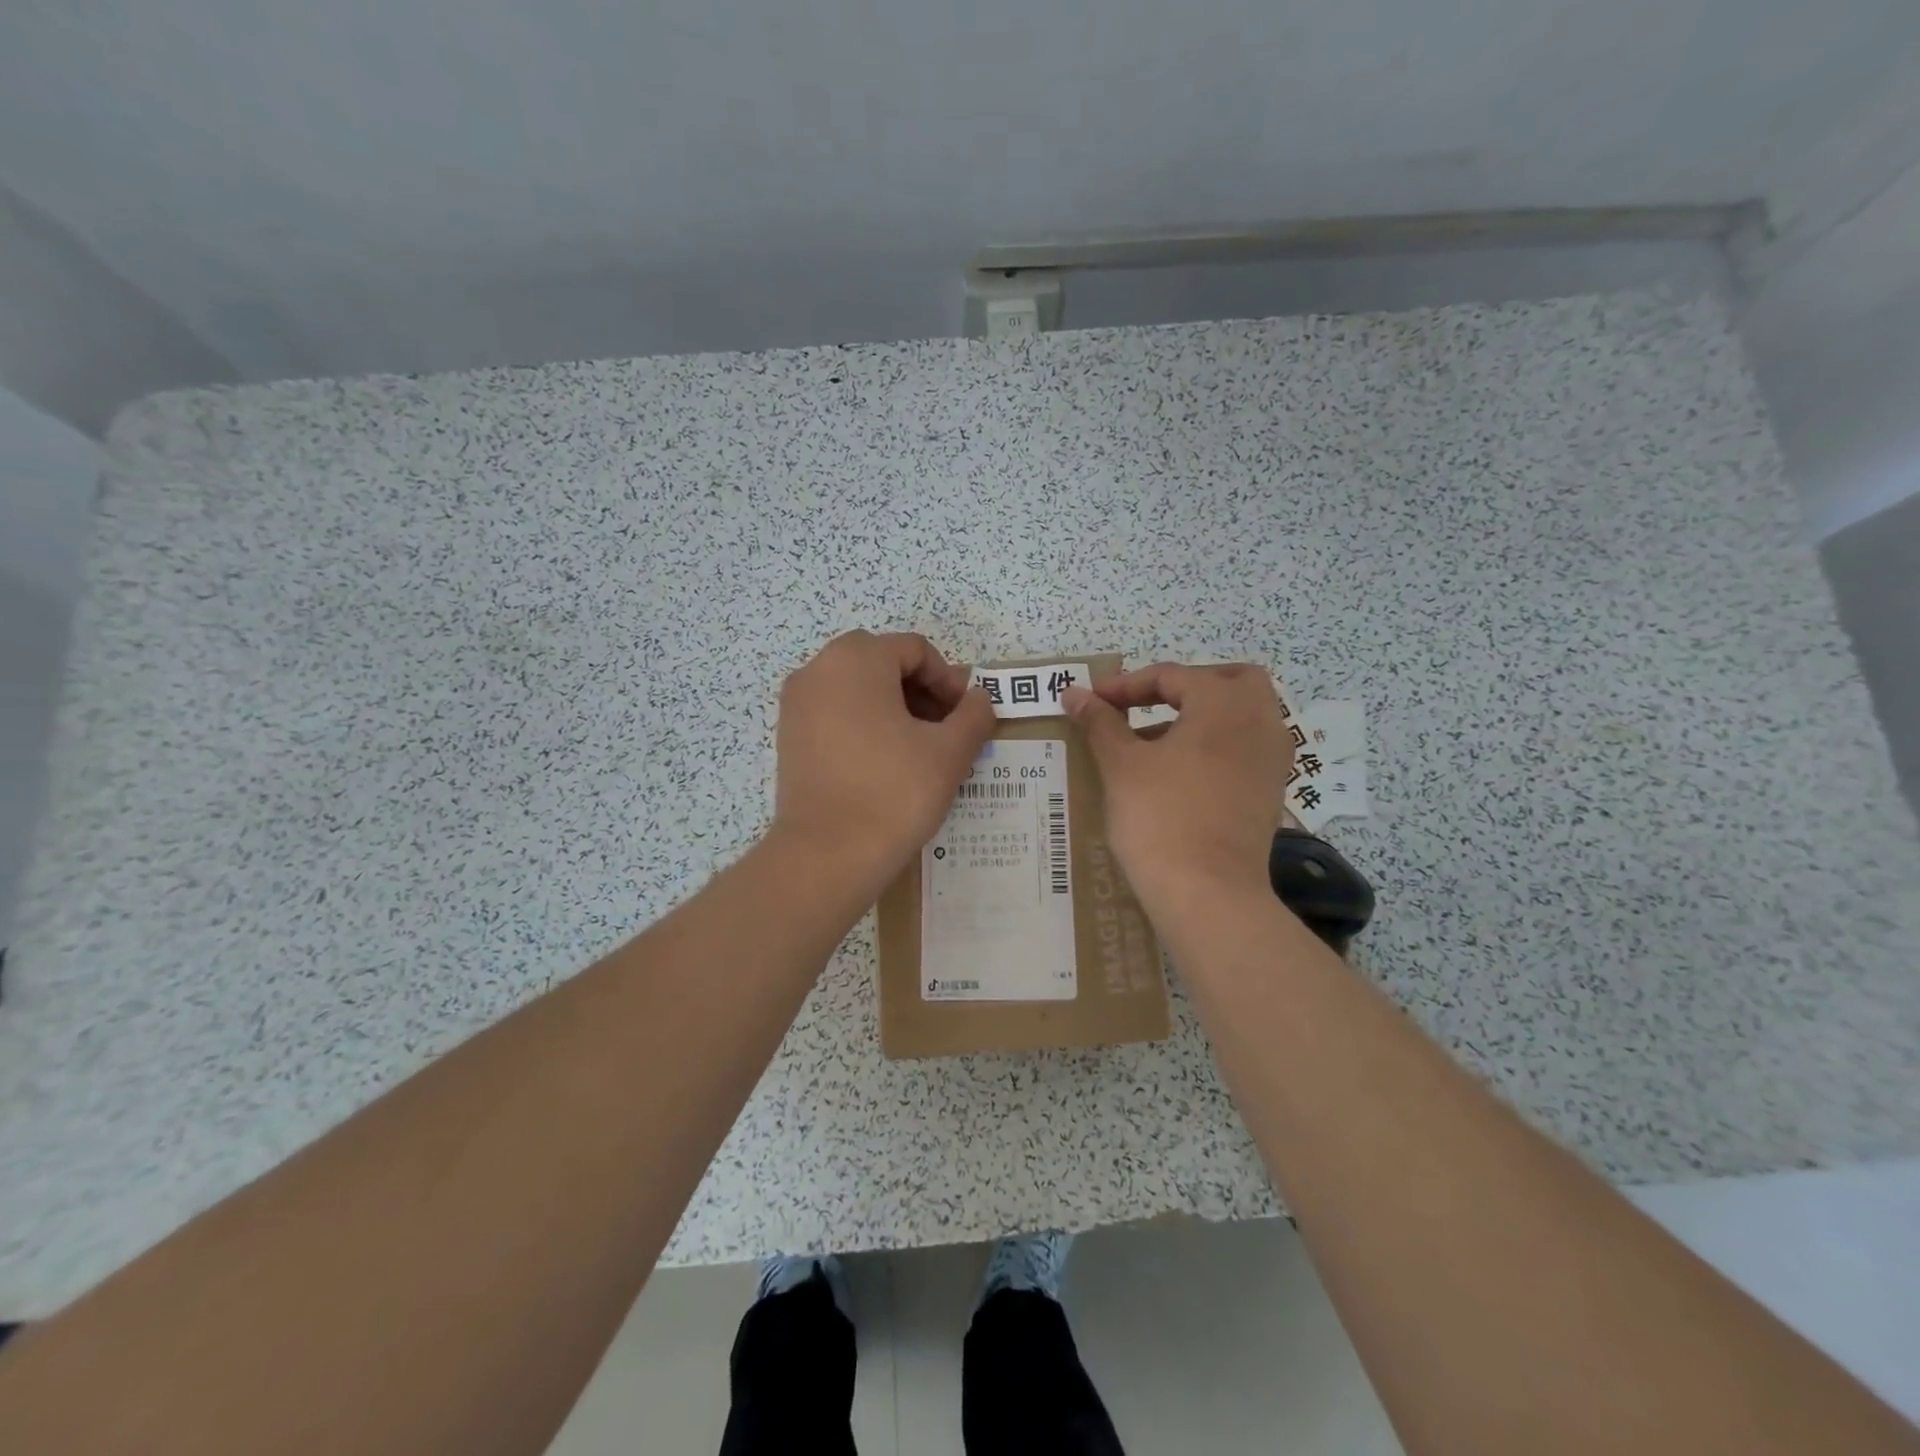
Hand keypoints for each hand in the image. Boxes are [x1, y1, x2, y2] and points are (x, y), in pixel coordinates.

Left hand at [771, 631, 995, 887]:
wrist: (827, 855)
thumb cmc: (894, 792)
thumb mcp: (949, 752)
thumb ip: (973, 714)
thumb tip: (978, 698)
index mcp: (856, 659)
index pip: (915, 649)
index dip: (948, 679)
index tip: (964, 717)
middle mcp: (818, 669)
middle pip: (883, 661)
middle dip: (920, 690)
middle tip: (944, 729)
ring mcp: (797, 702)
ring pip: (856, 686)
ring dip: (893, 706)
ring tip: (917, 748)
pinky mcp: (788, 735)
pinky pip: (834, 711)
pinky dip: (863, 722)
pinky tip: (884, 761)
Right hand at [1063, 663, 1290, 911]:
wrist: (1208, 894)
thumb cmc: (1160, 817)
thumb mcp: (1121, 765)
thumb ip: (1099, 722)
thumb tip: (1074, 693)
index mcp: (1224, 702)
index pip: (1171, 675)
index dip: (1124, 685)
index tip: (1091, 701)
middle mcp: (1260, 721)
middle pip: (1227, 681)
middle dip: (1183, 686)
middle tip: (1145, 704)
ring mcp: (1272, 759)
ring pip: (1239, 716)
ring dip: (1199, 716)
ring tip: (1152, 742)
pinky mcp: (1270, 792)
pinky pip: (1244, 749)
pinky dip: (1215, 746)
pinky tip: (1178, 773)